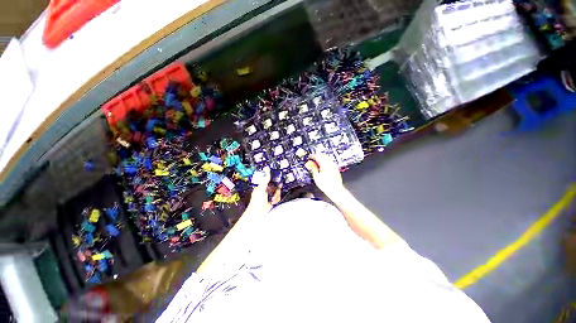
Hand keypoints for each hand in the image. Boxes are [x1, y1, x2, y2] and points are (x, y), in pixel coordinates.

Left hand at [245, 170, 281, 215]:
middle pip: (274, 186)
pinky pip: (277, 197)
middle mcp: (265, 190)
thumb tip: (267, 173)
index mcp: (261, 186)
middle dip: (276, 189)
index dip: (274, 179)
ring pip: (276, 191)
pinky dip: (276, 199)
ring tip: (272, 198)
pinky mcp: (271, 200)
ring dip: (276, 195)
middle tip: (276, 191)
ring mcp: (268, 195)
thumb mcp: (261, 189)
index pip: (269, 180)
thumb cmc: (256, 202)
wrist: (258, 213)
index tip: (278, 179)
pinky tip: (273, 201)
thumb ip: (265, 180)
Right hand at [305, 154, 344, 197]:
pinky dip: (325, 162)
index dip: (312, 156)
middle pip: (323, 156)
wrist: (335, 190)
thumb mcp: (316, 177)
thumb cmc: (326, 185)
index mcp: (325, 164)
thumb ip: (313, 168)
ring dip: (322, 158)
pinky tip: (323, 166)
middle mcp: (330, 164)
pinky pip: (330, 162)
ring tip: (317, 162)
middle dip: (317, 156)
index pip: (318, 157)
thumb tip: (311, 163)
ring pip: (327, 158)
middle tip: (312, 158)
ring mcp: (334, 166)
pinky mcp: (336, 169)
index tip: (309, 157)